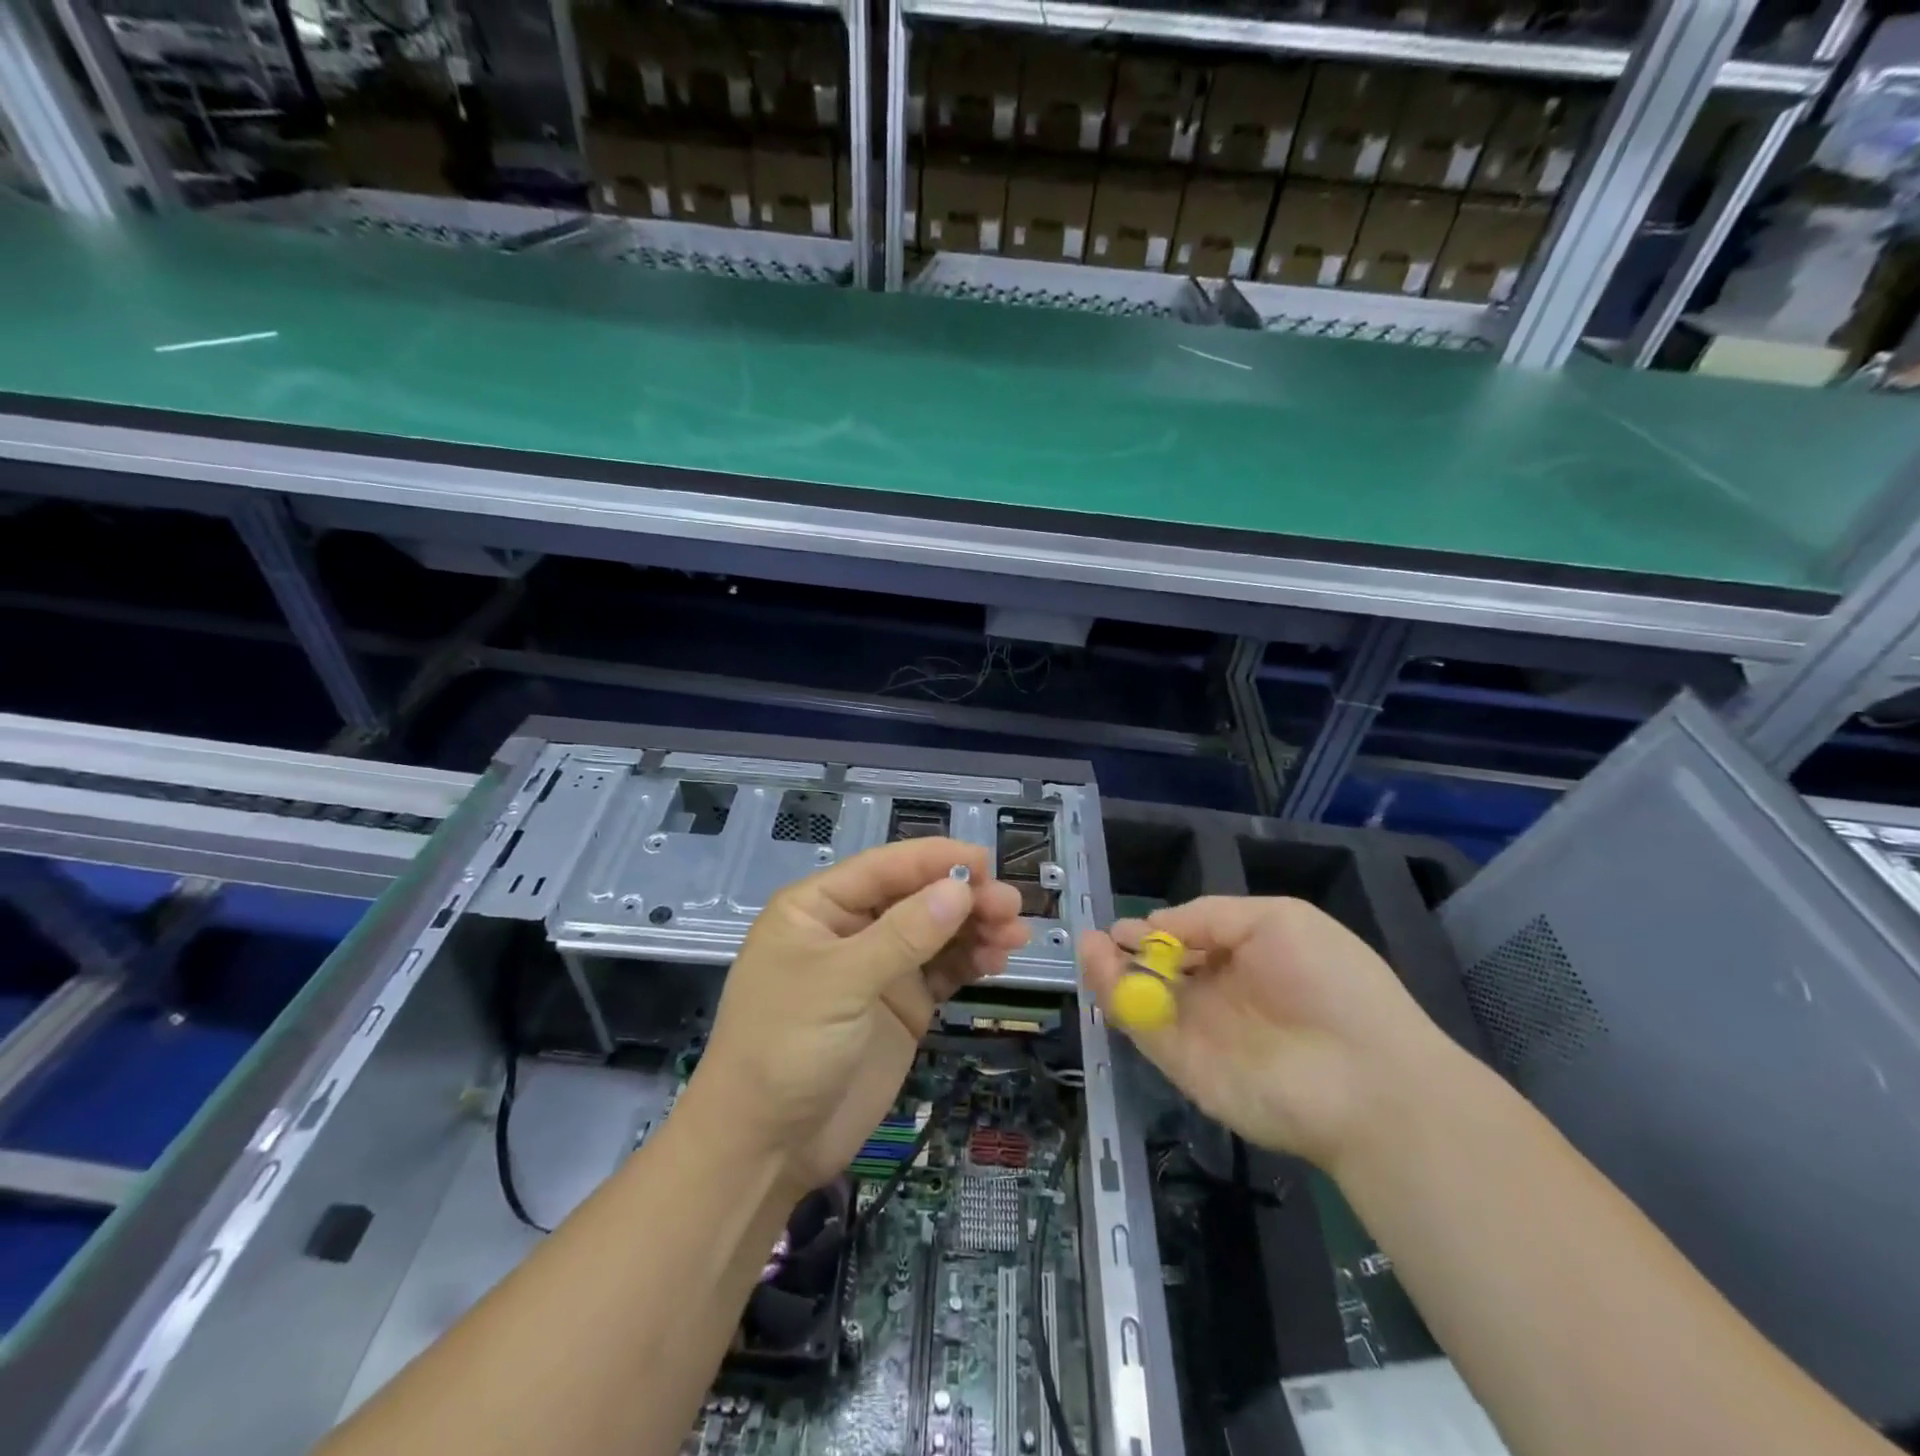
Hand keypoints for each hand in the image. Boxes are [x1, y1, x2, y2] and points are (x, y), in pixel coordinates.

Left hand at [692, 838, 1027, 1194]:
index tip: (987, 862)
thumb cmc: (786, 1048)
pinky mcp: (901, 1005)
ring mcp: (878, 968)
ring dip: (976, 927)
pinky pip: (943, 970)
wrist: (765, 1148)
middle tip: (1011, 906)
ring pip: (936, 932)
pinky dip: (971, 961)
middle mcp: (851, 928)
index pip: (885, 867)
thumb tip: (960, 889)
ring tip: (1016, 934)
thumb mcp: (840, 983)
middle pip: (917, 897)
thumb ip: (903, 935)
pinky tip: (998, 959)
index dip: (936, 859)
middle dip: (964, 897)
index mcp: (819, 907)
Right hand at [1080, 897, 1455, 1170]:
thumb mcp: (1277, 919)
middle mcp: (1221, 994)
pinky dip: (1115, 999)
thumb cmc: (1331, 983)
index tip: (1126, 925)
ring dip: (1111, 971)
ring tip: (1088, 945)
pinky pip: (1142, 1027)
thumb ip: (1210, 916)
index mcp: (1247, 958)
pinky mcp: (1185, 1066)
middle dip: (1127, 950)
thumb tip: (1157, 923)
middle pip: (1161, 970)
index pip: (1191, 942)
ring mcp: (1201, 1032)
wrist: (1366, 1080)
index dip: (1157, 930)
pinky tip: (1099, 967)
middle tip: (1097, 937)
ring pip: (1145, 998)